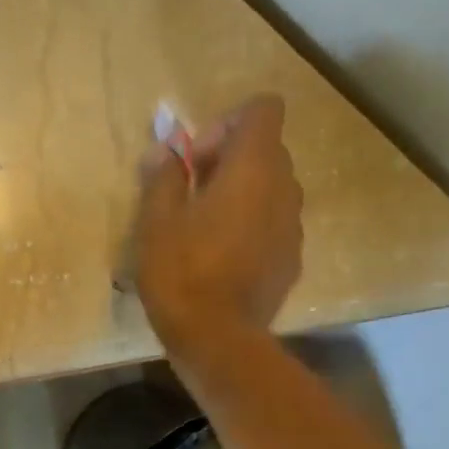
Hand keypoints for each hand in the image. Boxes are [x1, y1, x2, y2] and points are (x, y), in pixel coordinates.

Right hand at [133, 94, 302, 355]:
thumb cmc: (181, 272)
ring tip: (205, 231)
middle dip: (229, 161)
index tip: (197, 160)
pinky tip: (222, 261)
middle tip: (191, 195)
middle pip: (266, 150)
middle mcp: (284, 188)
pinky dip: (252, 228)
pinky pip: (274, 225)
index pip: (262, 109)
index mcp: (253, 167)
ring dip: (242, 196)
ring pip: (271, 190)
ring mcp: (293, 226)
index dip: (227, 123)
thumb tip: (164, 147)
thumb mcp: (155, 221)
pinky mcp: (292, 260)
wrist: (217, 339)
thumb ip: (163, 175)